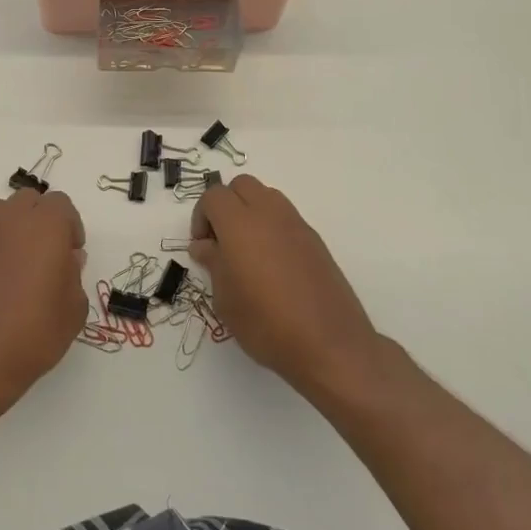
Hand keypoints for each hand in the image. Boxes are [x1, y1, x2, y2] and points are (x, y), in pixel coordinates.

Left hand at [0, 188, 88, 416]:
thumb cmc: (36, 330)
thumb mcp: (74, 307)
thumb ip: (74, 274)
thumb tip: (68, 259)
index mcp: (46, 225)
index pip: (61, 204)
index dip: (71, 226)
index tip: (72, 253)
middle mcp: (13, 219)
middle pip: (31, 201)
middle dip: (44, 219)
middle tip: (51, 253)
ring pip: (6, 211)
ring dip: (19, 226)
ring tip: (25, 261)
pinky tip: (3, 276)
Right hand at [191, 175, 383, 399]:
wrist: (329, 344)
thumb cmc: (266, 324)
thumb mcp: (226, 300)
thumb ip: (213, 264)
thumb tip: (205, 246)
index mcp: (239, 224)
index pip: (213, 196)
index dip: (201, 216)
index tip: (202, 247)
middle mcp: (268, 214)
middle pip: (241, 185)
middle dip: (226, 205)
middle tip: (222, 241)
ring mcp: (296, 224)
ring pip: (266, 196)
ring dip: (250, 211)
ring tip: (247, 250)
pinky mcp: (315, 240)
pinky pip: (286, 217)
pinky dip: (272, 227)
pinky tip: (273, 264)